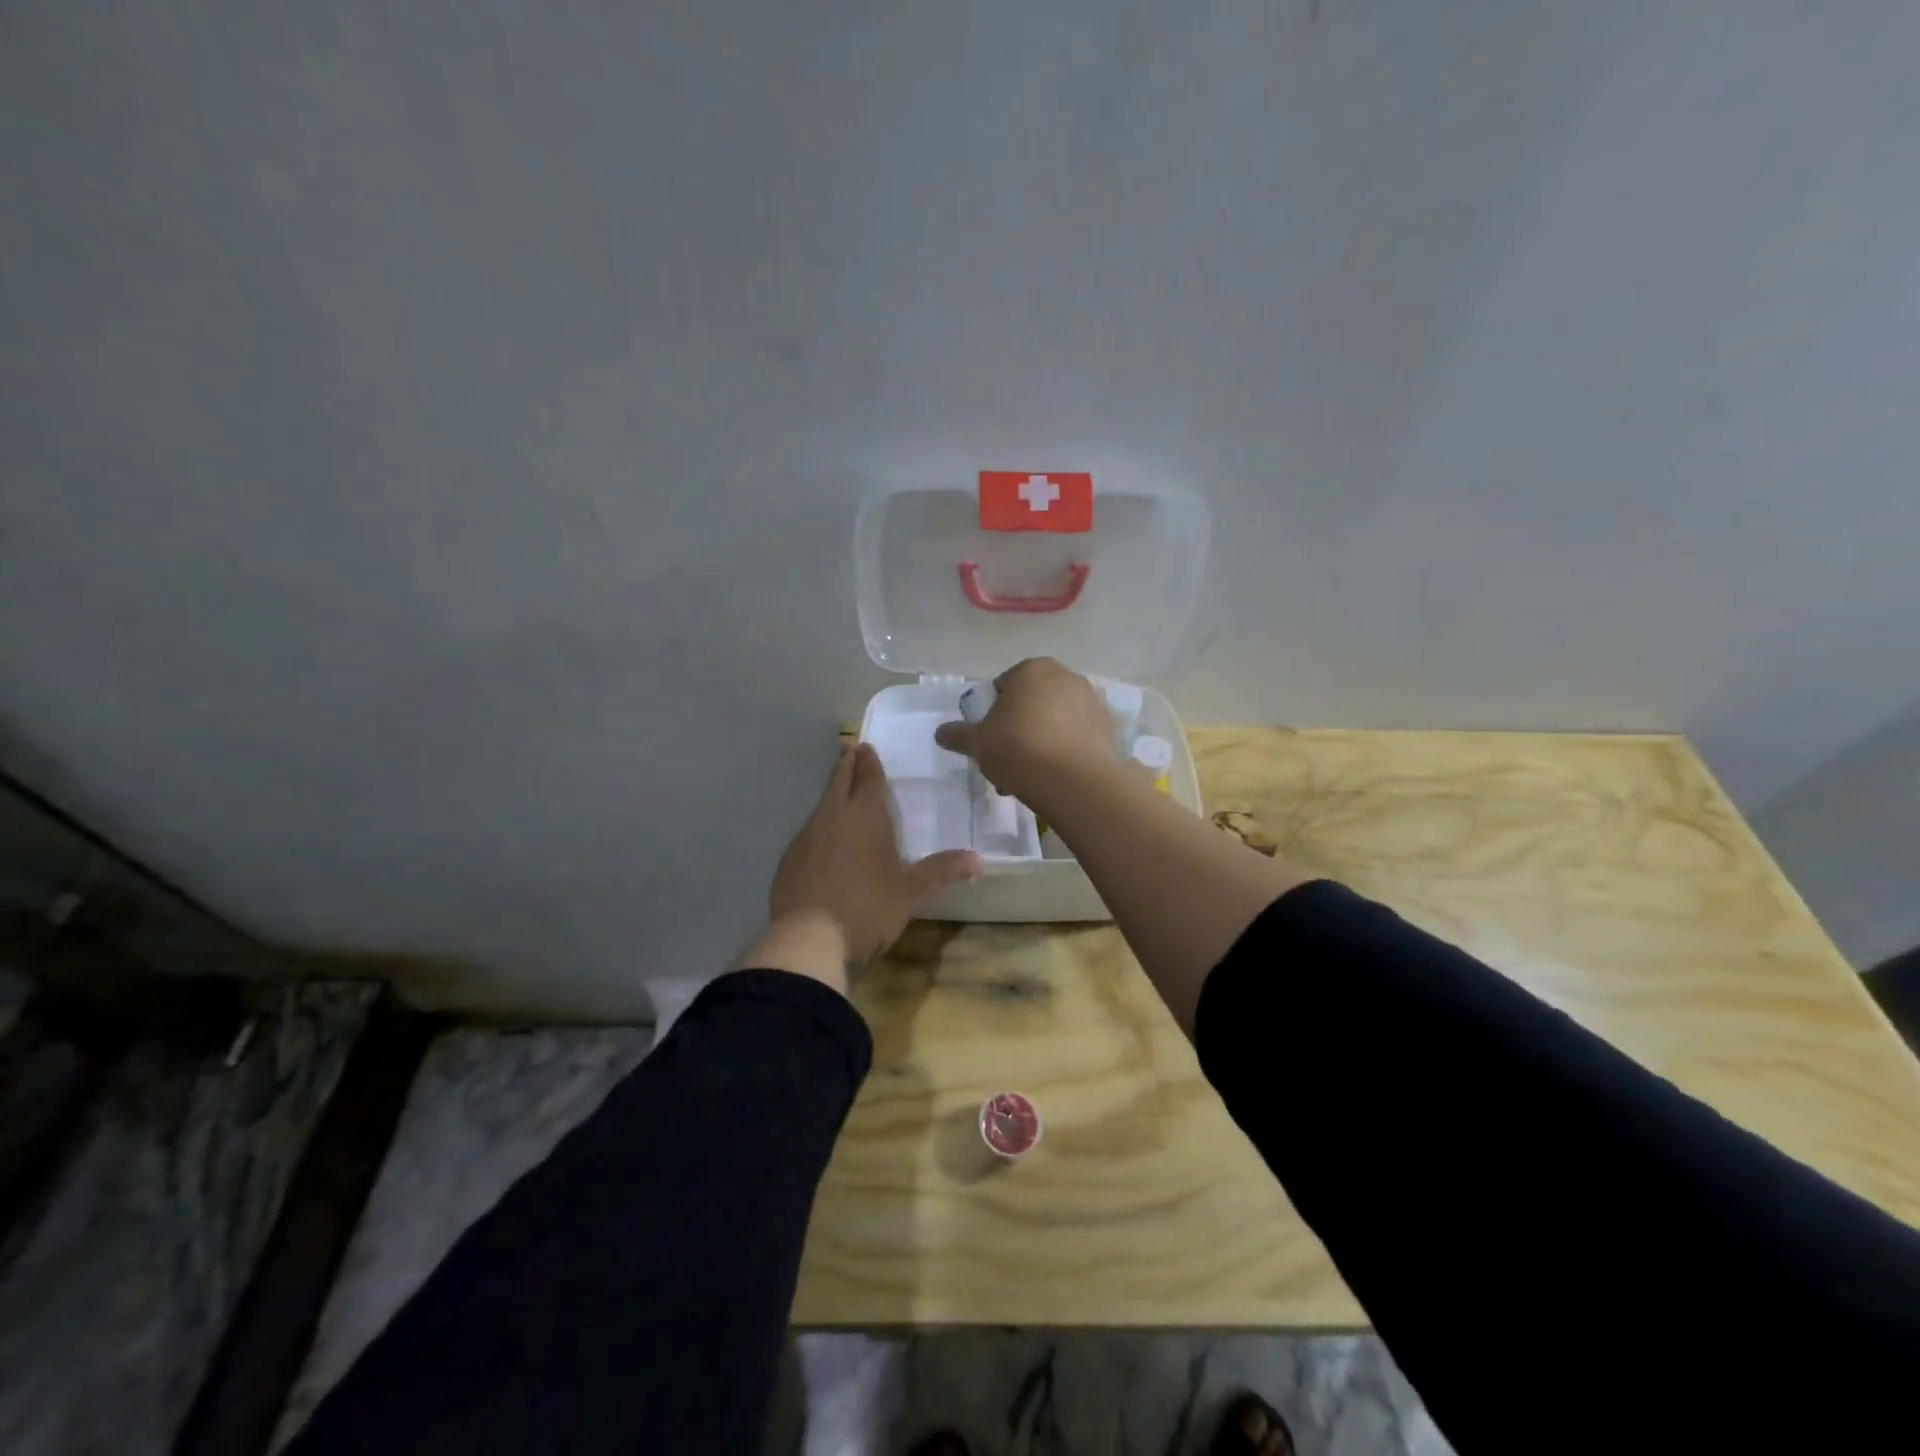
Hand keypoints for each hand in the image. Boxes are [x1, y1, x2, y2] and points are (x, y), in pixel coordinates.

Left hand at [766, 742, 980, 970]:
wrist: (808, 939)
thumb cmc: (867, 908)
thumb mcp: (910, 893)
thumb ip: (940, 872)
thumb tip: (978, 860)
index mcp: (866, 817)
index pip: (869, 779)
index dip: (869, 763)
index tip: (864, 746)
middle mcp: (834, 817)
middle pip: (839, 782)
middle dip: (846, 764)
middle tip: (848, 748)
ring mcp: (807, 837)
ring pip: (821, 805)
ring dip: (831, 793)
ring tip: (838, 790)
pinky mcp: (789, 859)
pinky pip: (808, 832)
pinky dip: (818, 826)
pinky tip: (821, 839)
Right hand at [934, 657, 1118, 810]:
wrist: (1076, 780)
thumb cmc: (1019, 749)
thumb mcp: (977, 743)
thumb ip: (958, 735)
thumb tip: (940, 733)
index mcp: (1031, 669)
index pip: (1002, 687)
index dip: (990, 716)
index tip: (988, 743)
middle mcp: (1065, 676)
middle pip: (1031, 704)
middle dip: (1017, 731)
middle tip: (1006, 763)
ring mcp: (1091, 700)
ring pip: (1054, 722)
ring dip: (1040, 743)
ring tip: (1029, 778)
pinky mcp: (1109, 727)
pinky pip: (1077, 736)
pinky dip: (1065, 751)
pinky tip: (1054, 778)